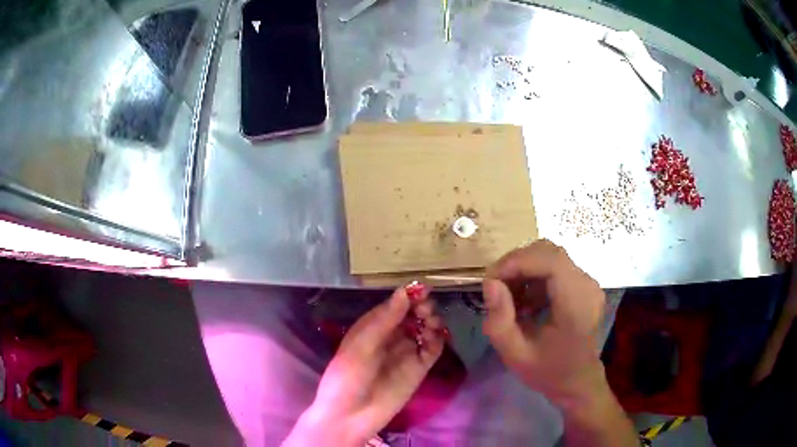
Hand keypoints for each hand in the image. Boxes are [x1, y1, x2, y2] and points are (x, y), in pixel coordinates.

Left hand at [284, 286, 444, 445]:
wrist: (351, 416)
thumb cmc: (348, 376)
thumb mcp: (362, 345)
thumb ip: (385, 320)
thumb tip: (404, 292)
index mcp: (371, 327)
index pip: (394, 305)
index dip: (408, 296)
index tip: (421, 289)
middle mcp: (391, 337)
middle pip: (412, 315)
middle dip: (422, 307)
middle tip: (426, 309)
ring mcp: (406, 353)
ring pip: (425, 329)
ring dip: (431, 321)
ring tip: (430, 322)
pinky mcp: (419, 369)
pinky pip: (432, 349)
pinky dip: (438, 339)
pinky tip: (436, 335)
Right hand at [482, 240, 606, 407]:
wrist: (578, 381)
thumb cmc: (547, 372)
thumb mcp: (515, 354)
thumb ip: (499, 320)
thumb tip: (490, 282)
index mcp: (576, 305)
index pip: (550, 261)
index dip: (518, 261)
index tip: (491, 279)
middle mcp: (587, 286)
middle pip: (549, 252)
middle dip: (517, 263)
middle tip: (496, 287)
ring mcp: (589, 283)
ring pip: (551, 256)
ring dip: (524, 269)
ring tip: (509, 298)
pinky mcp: (585, 284)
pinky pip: (556, 267)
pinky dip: (535, 276)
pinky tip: (526, 301)